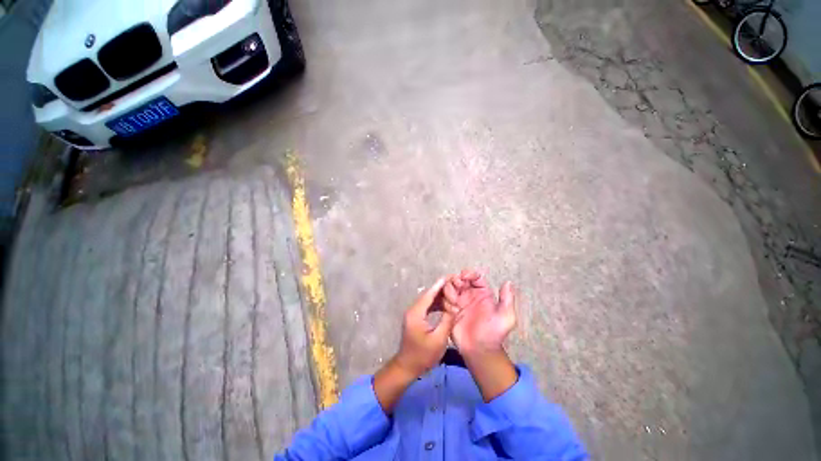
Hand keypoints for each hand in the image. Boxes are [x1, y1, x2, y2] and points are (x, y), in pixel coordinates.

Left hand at [393, 277, 455, 376]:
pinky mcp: (415, 318)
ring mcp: (413, 314)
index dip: (439, 286)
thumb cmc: (423, 355)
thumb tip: (455, 306)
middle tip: (453, 284)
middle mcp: (413, 310)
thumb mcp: (439, 339)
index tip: (449, 277)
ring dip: (438, 297)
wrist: (407, 367)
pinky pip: (426, 307)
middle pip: (427, 295)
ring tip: (452, 293)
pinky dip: (435, 304)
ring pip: (427, 300)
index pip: (429, 295)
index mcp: (416, 313)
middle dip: (440, 289)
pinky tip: (444, 305)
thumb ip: (447, 321)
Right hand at [443, 270, 518, 401]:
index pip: (475, 276)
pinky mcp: (449, 309)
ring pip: (449, 286)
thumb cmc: (494, 334)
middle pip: (459, 278)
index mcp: (482, 293)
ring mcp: (458, 302)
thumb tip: (508, 282)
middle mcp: (469, 294)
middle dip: (456, 280)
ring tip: (455, 303)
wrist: (479, 351)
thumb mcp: (506, 318)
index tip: (464, 277)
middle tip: (457, 288)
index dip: (469, 273)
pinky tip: (451, 310)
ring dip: (450, 290)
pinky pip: (443, 299)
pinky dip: (445, 300)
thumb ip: (507, 300)